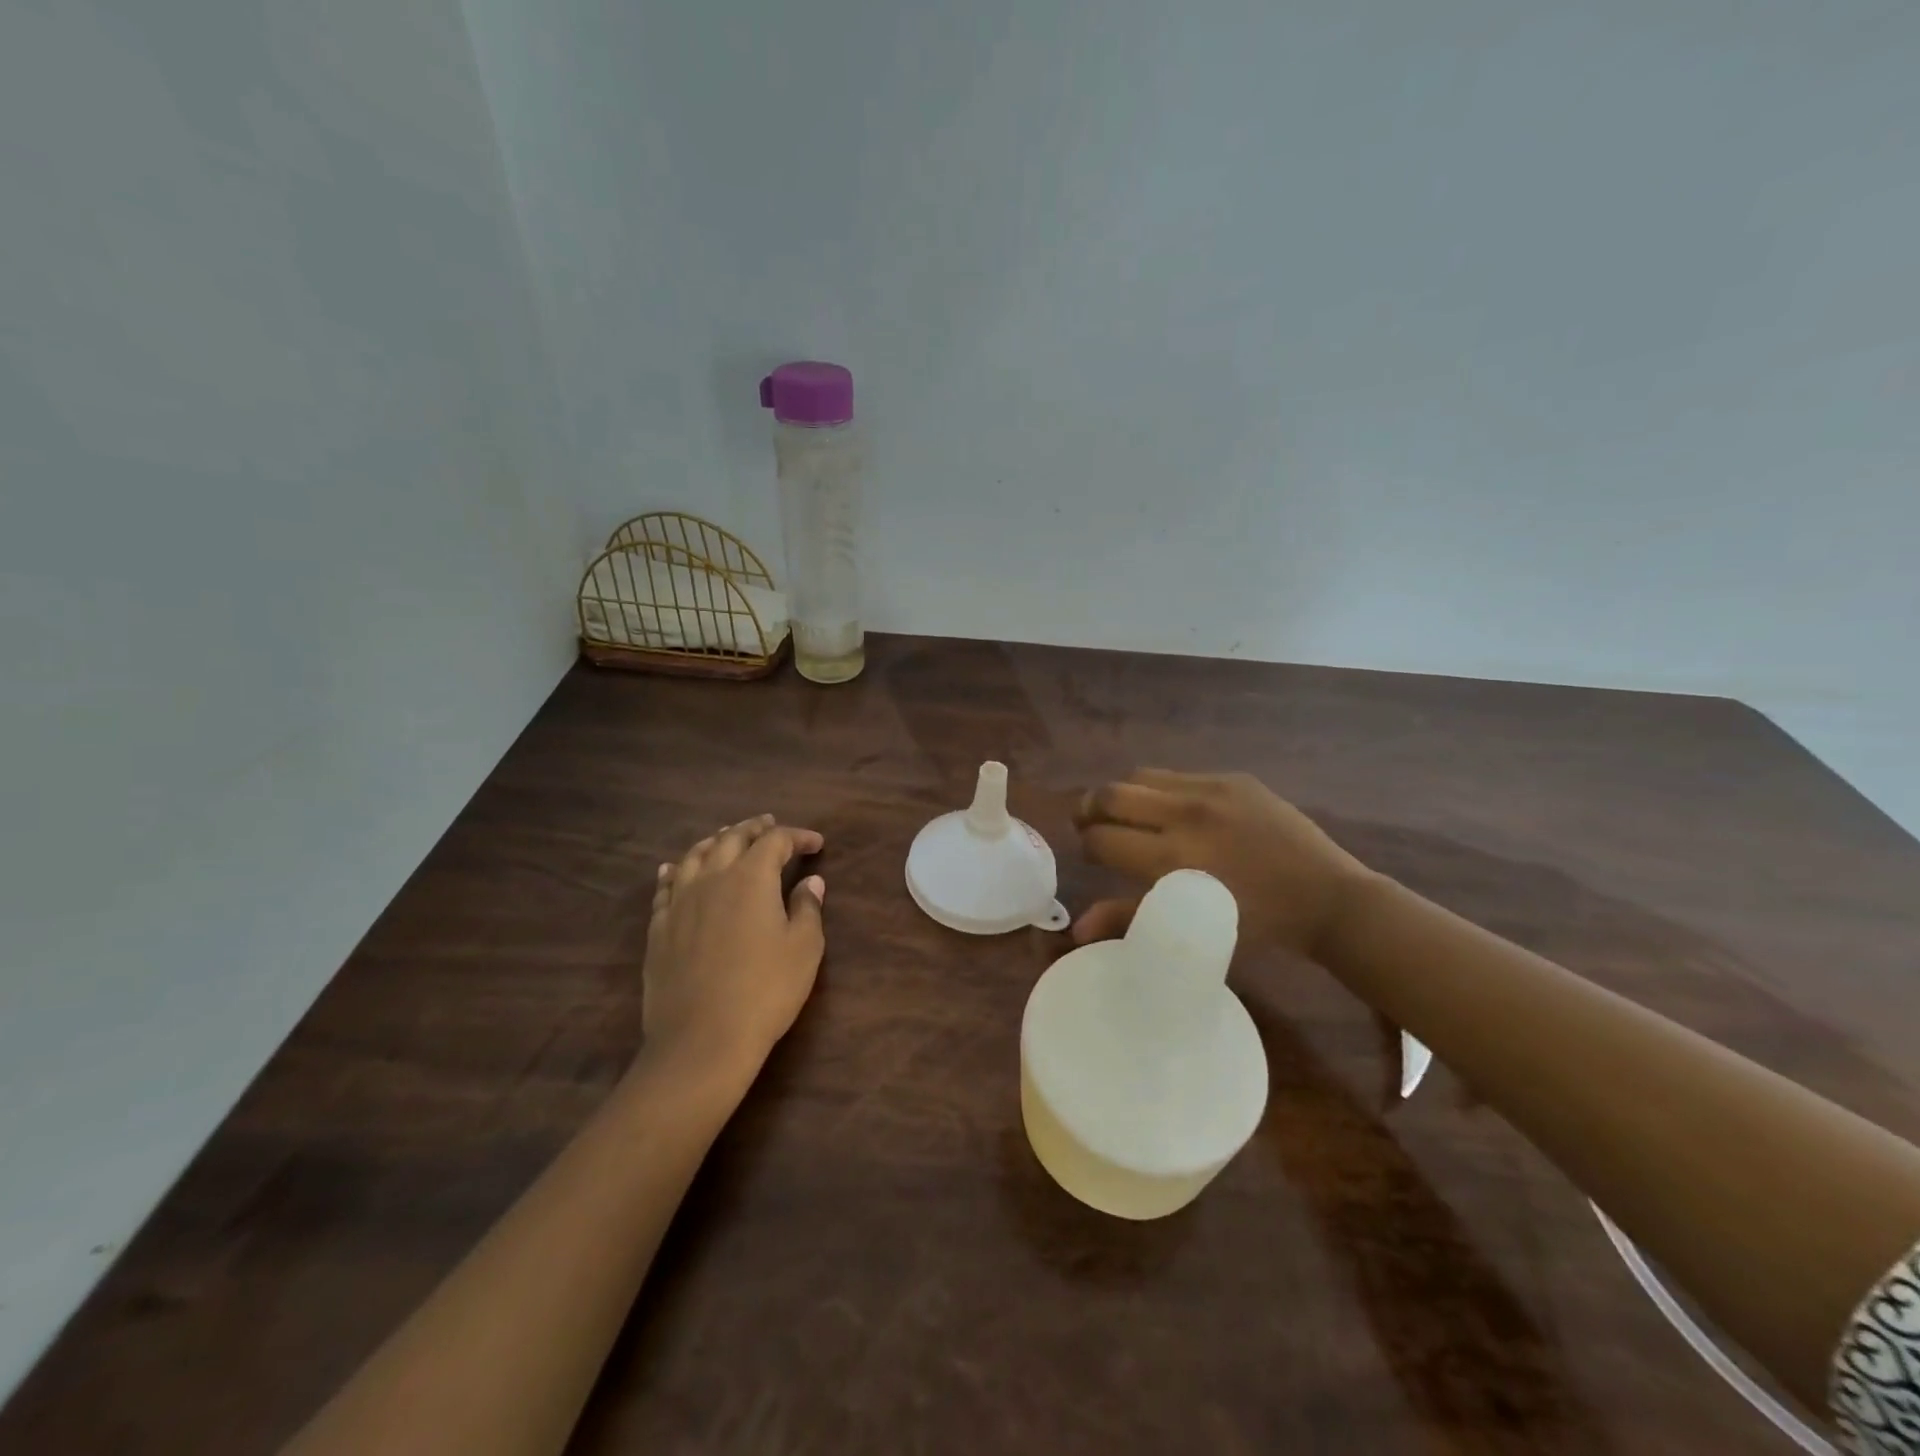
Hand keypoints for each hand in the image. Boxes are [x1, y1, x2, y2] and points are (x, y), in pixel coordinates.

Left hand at [642, 816, 826, 1084]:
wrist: (702, 1040)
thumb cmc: (765, 991)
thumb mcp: (804, 949)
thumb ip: (807, 908)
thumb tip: (810, 882)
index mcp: (751, 878)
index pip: (776, 841)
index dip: (798, 837)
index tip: (816, 843)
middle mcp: (712, 878)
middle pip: (732, 838)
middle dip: (754, 828)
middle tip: (769, 825)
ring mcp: (680, 902)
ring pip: (694, 856)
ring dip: (714, 841)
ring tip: (725, 837)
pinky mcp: (659, 929)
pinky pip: (665, 887)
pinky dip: (674, 871)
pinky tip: (673, 869)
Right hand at [1072, 770, 1371, 956]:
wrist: (1327, 897)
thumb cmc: (1257, 924)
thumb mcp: (1191, 926)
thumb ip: (1129, 919)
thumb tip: (1077, 929)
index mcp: (1173, 859)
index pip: (1102, 838)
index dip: (1086, 845)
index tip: (1091, 853)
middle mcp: (1185, 815)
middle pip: (1110, 795)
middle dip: (1089, 808)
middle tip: (1090, 823)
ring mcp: (1210, 790)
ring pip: (1139, 777)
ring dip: (1123, 795)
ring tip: (1128, 813)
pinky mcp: (1232, 778)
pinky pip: (1177, 775)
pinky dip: (1160, 790)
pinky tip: (1172, 809)